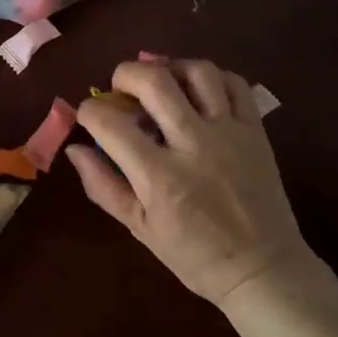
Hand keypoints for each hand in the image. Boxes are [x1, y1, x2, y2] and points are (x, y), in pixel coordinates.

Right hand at [68, 59, 311, 308]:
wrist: (262, 269)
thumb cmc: (194, 256)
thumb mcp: (139, 228)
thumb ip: (103, 185)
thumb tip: (74, 148)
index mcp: (159, 177)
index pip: (110, 123)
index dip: (89, 111)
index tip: (88, 115)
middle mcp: (194, 145)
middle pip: (154, 81)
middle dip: (125, 73)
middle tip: (120, 86)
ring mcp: (229, 133)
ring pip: (198, 72)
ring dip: (170, 67)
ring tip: (160, 82)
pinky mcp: (255, 130)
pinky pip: (234, 83)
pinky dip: (211, 78)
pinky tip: (197, 91)